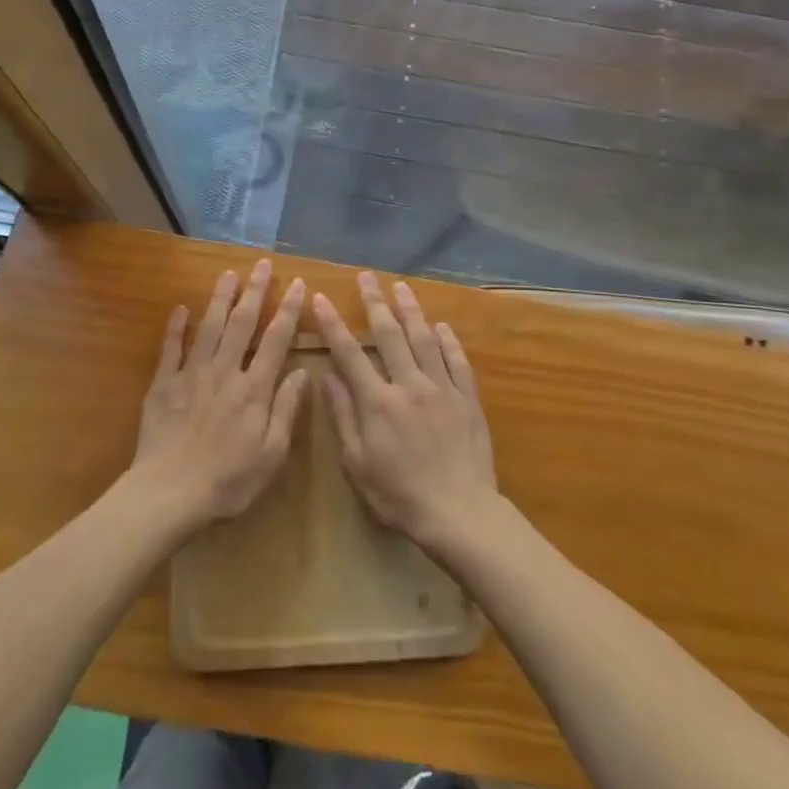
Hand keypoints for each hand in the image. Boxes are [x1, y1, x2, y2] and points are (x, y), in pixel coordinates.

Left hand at [130, 259, 307, 529]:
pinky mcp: (164, 385)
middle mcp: (225, 372)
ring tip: (228, 273)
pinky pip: (171, 349)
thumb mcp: (271, 455)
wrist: (169, 493)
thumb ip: (286, 410)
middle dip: (255, 291)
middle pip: (242, 323)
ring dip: (220, 298)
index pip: (275, 340)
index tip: (297, 284)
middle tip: (262, 264)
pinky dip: (176, 327)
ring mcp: (191, 375)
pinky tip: (181, 308)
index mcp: (254, 390)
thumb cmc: (228, 481)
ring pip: (209, 327)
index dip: (288, 310)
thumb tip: (302, 373)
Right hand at [313, 272, 495, 551]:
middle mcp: (409, 385)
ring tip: (402, 287)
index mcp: (378, 402)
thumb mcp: (358, 464)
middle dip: (375, 302)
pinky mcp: (467, 398)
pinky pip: (457, 361)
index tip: (321, 298)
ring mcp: (442, 388)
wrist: (459, 512)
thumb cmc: (399, 495)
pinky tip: (441, 326)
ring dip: (411, 310)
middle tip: (367, 276)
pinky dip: (448, 340)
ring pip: (424, 339)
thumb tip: (328, 378)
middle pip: (389, 335)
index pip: (350, 354)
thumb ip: (344, 417)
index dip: (333, 324)